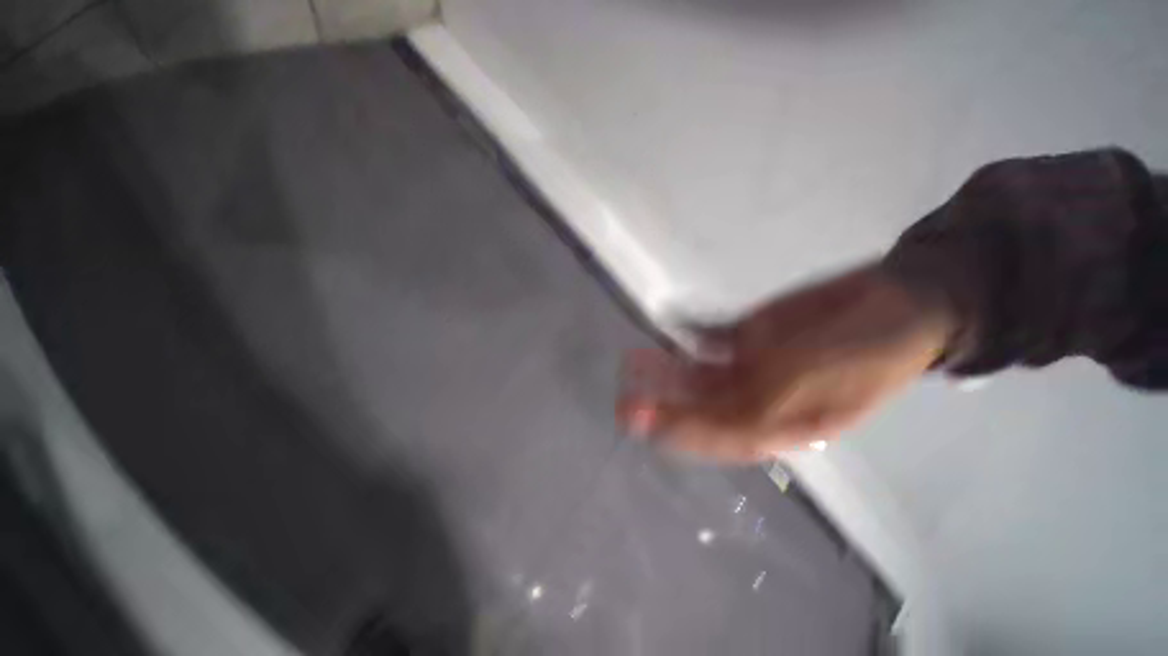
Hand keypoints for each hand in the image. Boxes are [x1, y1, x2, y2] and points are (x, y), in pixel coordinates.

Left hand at [618, 264, 955, 462]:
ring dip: (665, 367)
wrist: (897, 301)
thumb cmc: (866, 353)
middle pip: (697, 405)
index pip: (715, 436)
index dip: (677, 430)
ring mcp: (748, 364)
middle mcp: (754, 397)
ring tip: (634, 360)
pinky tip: (666, 324)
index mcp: (775, 425)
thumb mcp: (815, 389)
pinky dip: (687, 332)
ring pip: (696, 372)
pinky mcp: (747, 333)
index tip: (641, 420)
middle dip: (661, 402)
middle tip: (624, 398)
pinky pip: (709, 337)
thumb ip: (758, 407)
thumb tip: (703, 423)